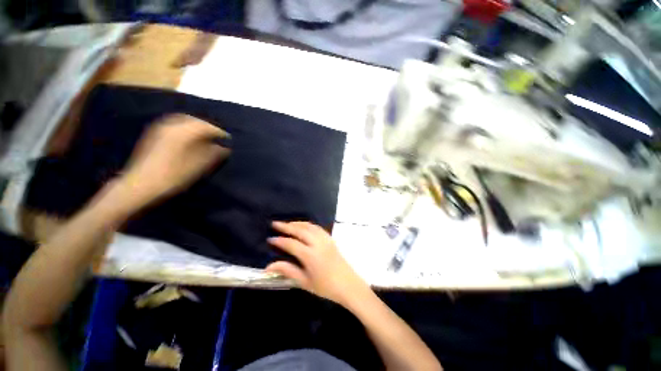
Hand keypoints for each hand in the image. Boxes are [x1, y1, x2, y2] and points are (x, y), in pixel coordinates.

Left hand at [119, 114, 230, 206]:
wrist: (141, 185)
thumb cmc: (175, 174)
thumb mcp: (201, 165)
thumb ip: (215, 153)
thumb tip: (225, 147)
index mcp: (185, 130)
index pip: (209, 127)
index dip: (221, 134)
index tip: (229, 142)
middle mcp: (172, 124)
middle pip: (196, 121)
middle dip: (208, 129)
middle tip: (217, 139)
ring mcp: (161, 128)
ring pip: (184, 122)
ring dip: (197, 129)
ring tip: (205, 140)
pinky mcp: (154, 134)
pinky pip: (175, 126)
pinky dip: (186, 131)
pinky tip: (189, 141)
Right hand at [266, 221, 368, 305]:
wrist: (348, 284)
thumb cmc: (325, 287)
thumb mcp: (304, 282)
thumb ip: (287, 271)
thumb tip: (268, 267)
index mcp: (310, 255)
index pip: (291, 244)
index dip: (279, 240)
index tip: (270, 238)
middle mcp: (317, 243)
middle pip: (300, 230)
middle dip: (286, 226)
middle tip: (275, 223)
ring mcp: (325, 239)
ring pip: (309, 226)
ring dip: (297, 223)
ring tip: (287, 223)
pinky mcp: (330, 239)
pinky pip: (317, 227)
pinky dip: (308, 224)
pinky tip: (304, 226)